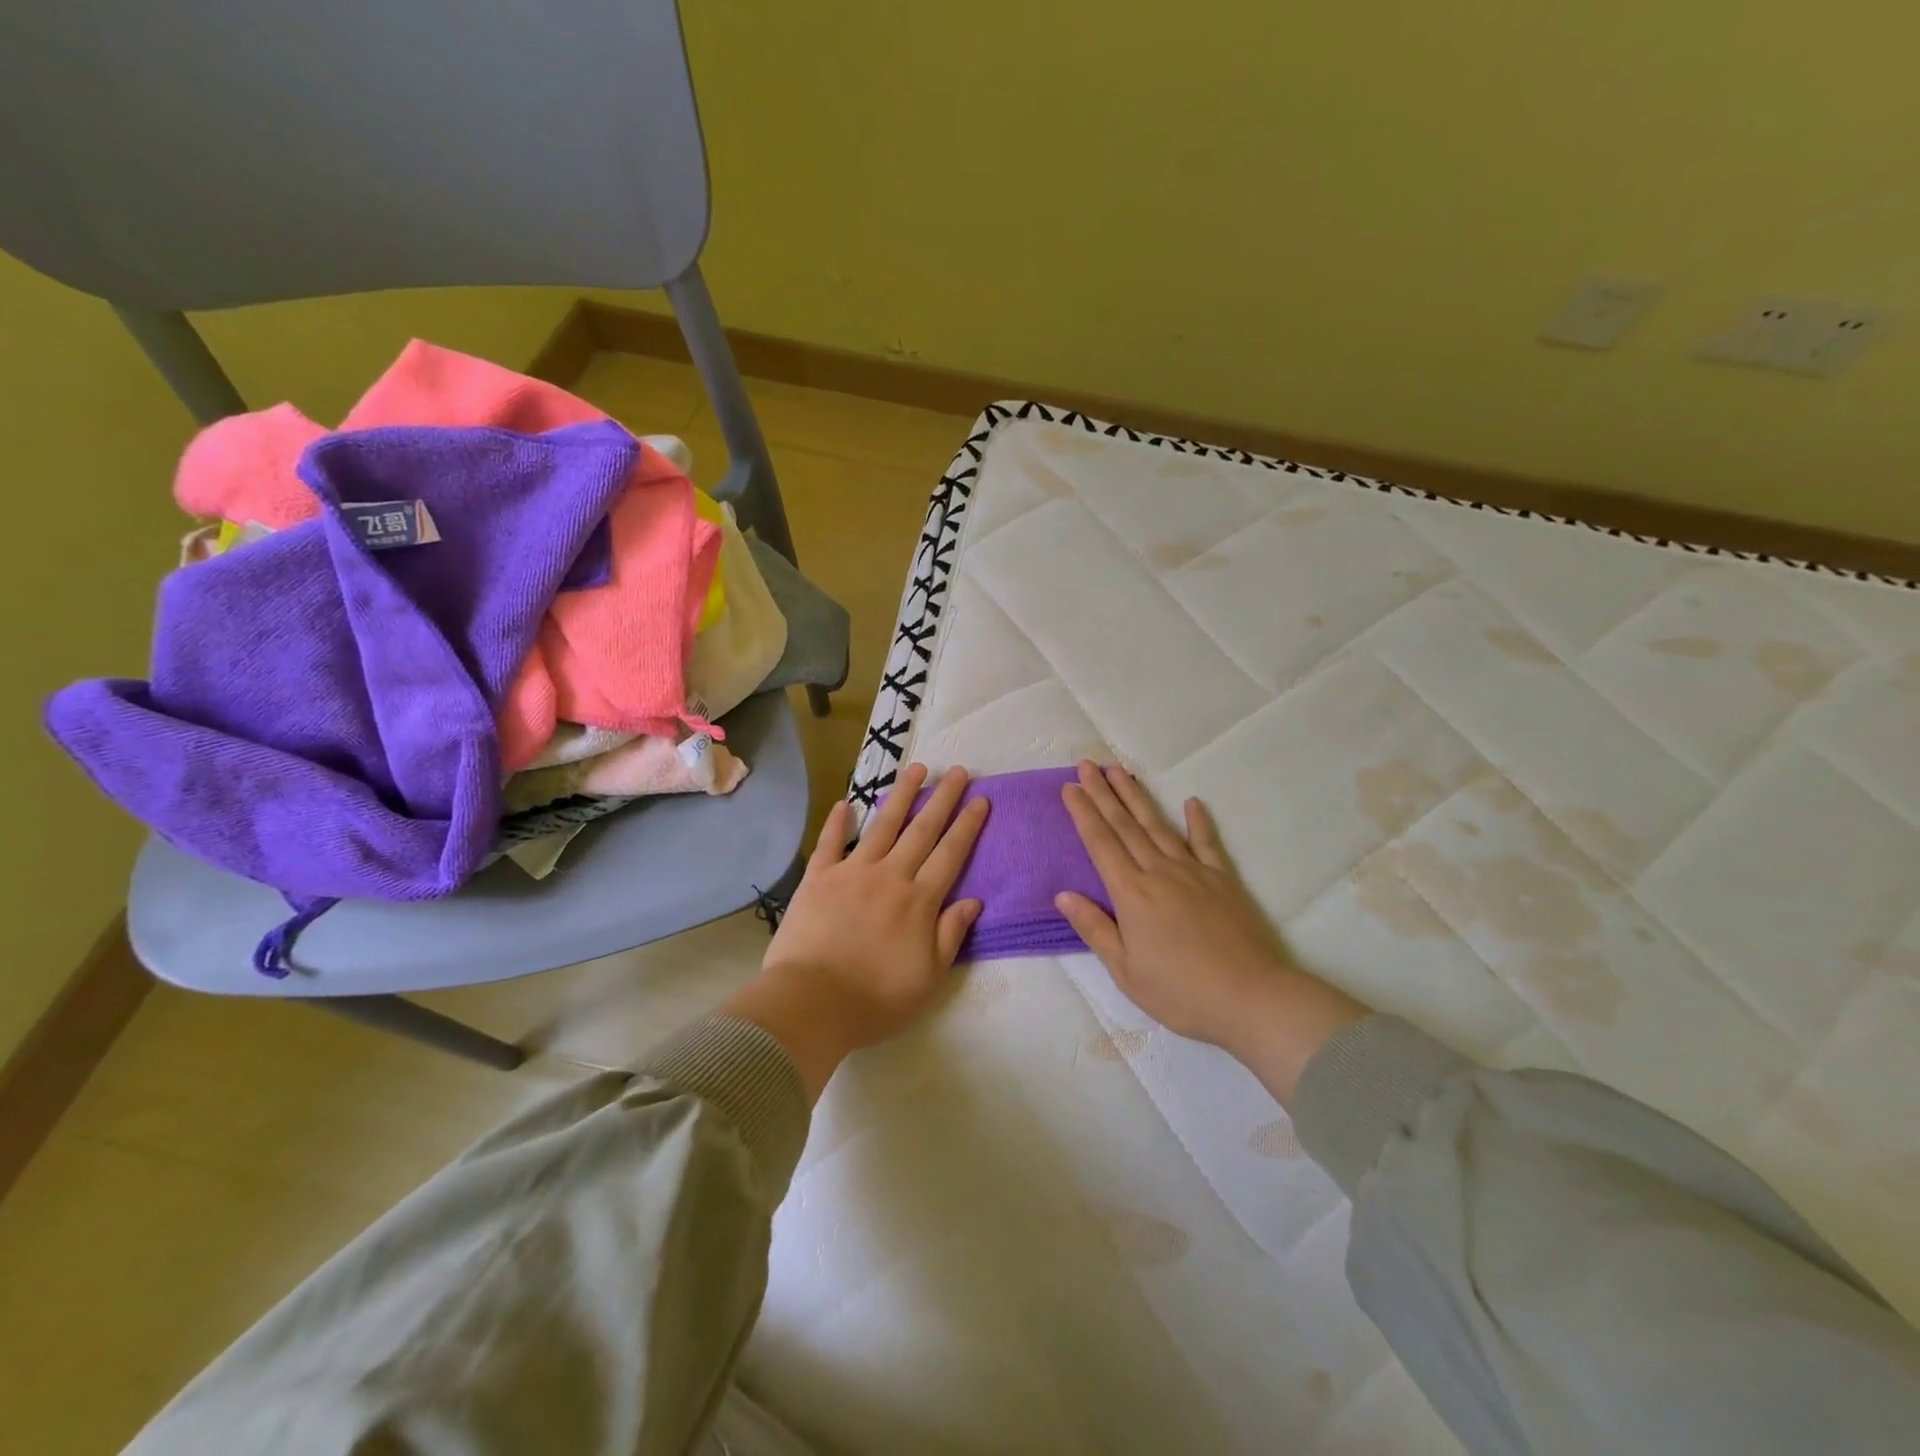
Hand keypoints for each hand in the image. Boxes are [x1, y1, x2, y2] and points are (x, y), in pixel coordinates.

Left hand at [722, 764, 987, 1099]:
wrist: (811, 1004)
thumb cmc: (876, 999)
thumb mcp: (928, 978)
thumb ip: (950, 934)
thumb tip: (974, 900)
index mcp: (919, 901)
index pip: (950, 854)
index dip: (968, 825)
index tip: (981, 799)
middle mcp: (890, 876)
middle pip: (922, 830)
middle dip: (943, 799)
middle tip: (958, 771)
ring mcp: (852, 873)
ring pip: (882, 825)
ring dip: (901, 796)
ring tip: (917, 769)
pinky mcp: (818, 879)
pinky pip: (830, 844)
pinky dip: (838, 822)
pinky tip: (846, 802)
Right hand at [1057, 761, 1369, 1102]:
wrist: (1251, 998)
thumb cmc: (1181, 992)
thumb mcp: (1126, 971)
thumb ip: (1094, 928)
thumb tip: (1063, 895)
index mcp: (1131, 894)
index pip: (1100, 843)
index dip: (1083, 813)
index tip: (1070, 786)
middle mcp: (1159, 872)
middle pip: (1125, 825)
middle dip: (1103, 793)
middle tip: (1088, 764)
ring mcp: (1194, 872)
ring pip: (1159, 826)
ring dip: (1137, 797)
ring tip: (1121, 771)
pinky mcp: (1223, 880)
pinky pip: (1207, 843)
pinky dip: (1199, 821)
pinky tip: (1191, 802)